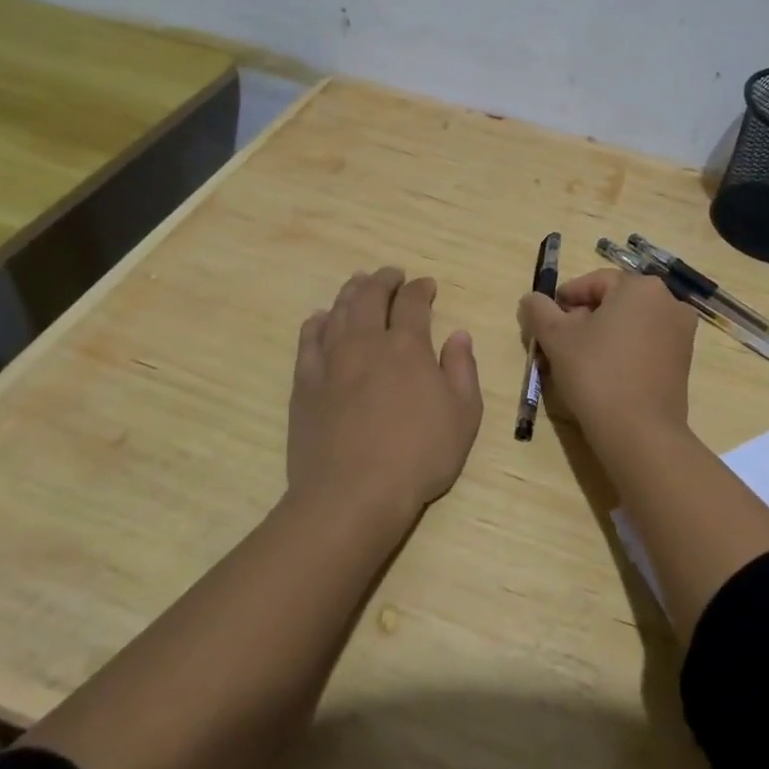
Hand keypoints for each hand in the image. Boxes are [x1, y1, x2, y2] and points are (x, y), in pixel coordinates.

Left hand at [288, 267, 483, 524]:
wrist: (352, 495)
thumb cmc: (418, 456)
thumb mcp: (463, 415)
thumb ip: (462, 369)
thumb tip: (458, 335)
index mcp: (407, 346)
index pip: (412, 302)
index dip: (420, 288)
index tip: (426, 285)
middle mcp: (366, 342)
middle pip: (371, 295)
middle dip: (384, 279)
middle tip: (392, 274)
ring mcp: (330, 360)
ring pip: (338, 311)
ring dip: (351, 291)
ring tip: (358, 283)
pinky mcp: (305, 383)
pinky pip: (308, 340)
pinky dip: (317, 322)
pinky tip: (320, 319)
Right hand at [518, 269, 698, 441]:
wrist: (639, 432)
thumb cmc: (595, 373)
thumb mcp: (556, 338)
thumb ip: (539, 310)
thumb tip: (530, 298)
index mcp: (640, 287)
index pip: (594, 282)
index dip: (566, 298)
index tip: (546, 319)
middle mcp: (668, 302)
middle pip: (614, 301)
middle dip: (583, 317)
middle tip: (558, 341)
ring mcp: (681, 333)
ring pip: (630, 323)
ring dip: (602, 334)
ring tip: (577, 359)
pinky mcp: (683, 361)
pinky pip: (646, 343)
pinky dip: (623, 350)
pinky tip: (603, 373)